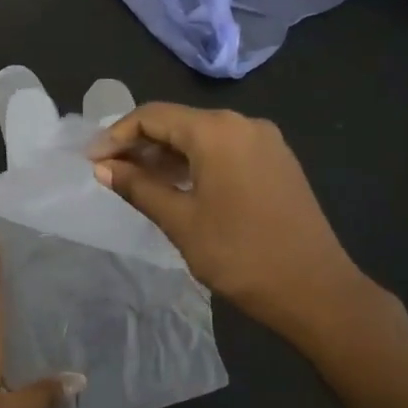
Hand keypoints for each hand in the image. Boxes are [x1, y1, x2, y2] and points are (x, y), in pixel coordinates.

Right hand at [89, 103, 385, 346]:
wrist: (316, 291)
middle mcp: (243, 124)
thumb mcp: (180, 221)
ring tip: (136, 182)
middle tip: (109, 172)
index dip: (116, 135)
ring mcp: (265, 142)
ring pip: (201, 136)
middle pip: (178, 122)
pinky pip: (224, 150)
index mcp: (217, 131)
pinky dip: (194, 162)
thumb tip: (103, 167)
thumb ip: (138, 187)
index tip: (91, 160)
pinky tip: (176, 186)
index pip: (152, 116)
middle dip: (140, 144)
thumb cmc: (240, 255)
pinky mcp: (277, 162)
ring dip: (166, 155)